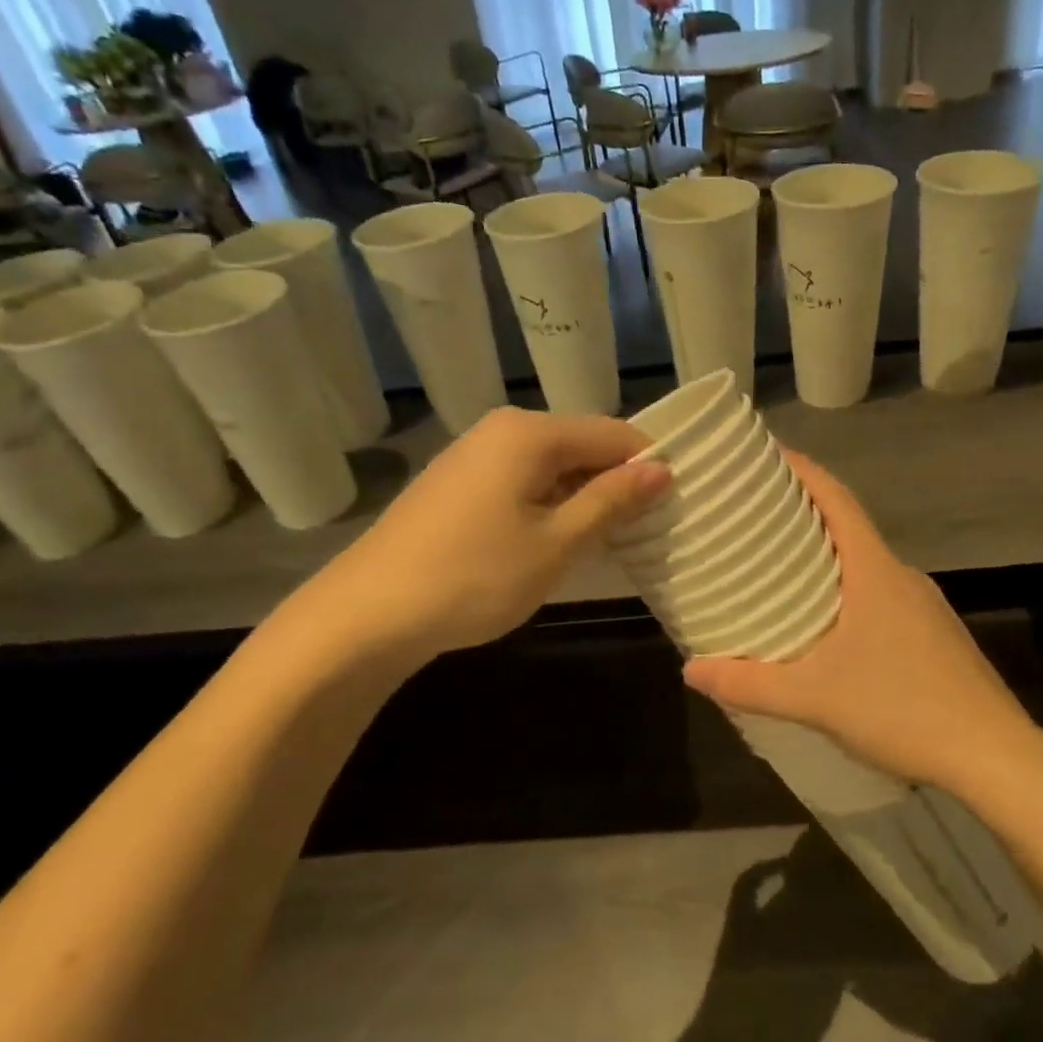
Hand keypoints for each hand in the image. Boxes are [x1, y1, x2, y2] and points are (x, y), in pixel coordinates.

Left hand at [288, 407, 668, 666]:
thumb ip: (610, 500)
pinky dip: (548, 503)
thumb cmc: (473, 576)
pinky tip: (553, 539)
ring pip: (551, 464)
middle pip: (580, 444)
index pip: (612, 433)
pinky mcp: (457, 482)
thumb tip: (661, 468)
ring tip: (607, 539)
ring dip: (582, 496)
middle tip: (644, 528)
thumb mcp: (555, 543)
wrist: (367, 613)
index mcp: (530, 433)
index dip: (648, 465)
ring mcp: (473, 453)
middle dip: (614, 482)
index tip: (675, 502)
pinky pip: (521, 479)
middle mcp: (502, 429)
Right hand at [682, 453, 1034, 792]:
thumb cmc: (902, 709)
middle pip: (848, 527)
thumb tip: (690, 670)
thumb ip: (749, 684)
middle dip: (804, 514)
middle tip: (754, 518)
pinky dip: (849, 590)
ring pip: (866, 564)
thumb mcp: (813, 698)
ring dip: (826, 556)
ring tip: (781, 570)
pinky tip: (829, 627)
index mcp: (875, 570)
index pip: (836, 498)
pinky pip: (882, 594)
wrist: (995, 757)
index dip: (802, 470)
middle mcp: (902, 576)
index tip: (766, 455)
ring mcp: (925, 606)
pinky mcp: (935, 635)